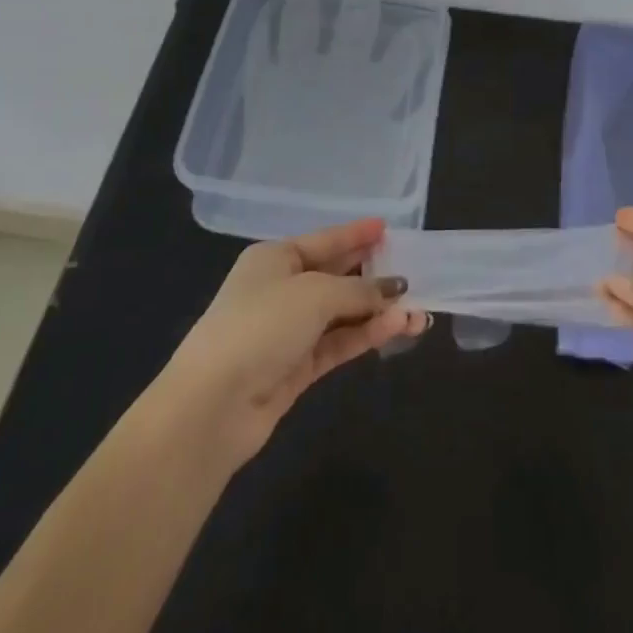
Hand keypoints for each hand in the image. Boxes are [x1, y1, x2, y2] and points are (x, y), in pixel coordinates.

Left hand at [159, 218, 428, 468]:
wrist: (213, 405)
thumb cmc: (261, 325)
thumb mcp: (314, 294)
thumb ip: (359, 291)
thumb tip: (395, 289)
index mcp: (276, 258)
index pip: (325, 240)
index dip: (356, 234)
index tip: (387, 227)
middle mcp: (282, 289)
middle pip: (336, 276)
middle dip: (375, 276)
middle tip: (414, 273)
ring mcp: (289, 330)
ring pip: (343, 314)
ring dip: (378, 312)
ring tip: (419, 311)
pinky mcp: (297, 368)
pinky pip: (339, 342)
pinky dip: (366, 335)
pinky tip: (397, 328)